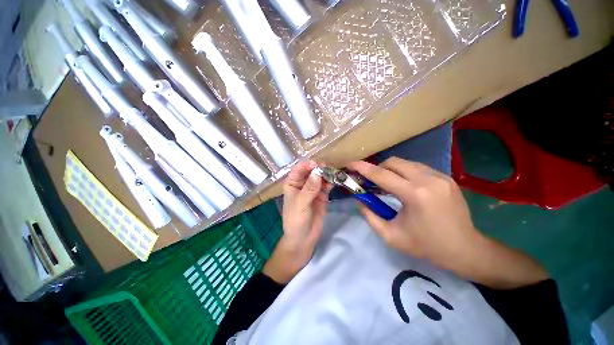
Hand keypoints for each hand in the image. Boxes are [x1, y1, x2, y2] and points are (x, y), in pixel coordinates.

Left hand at [262, 160, 331, 283]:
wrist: (304, 238)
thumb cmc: (296, 220)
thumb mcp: (300, 204)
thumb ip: (309, 189)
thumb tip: (317, 173)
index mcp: (292, 184)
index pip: (298, 170)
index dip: (306, 165)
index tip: (317, 164)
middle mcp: (302, 184)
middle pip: (310, 172)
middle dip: (318, 169)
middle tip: (328, 168)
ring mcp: (313, 190)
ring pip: (320, 178)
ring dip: (326, 175)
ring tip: (333, 174)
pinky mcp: (322, 196)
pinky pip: (326, 186)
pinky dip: (330, 183)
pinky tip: (334, 181)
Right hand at [348, 158, 478, 270]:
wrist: (465, 249)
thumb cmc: (426, 246)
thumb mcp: (391, 236)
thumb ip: (369, 216)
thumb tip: (359, 199)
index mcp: (415, 195)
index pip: (382, 175)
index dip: (363, 168)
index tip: (350, 164)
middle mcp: (428, 180)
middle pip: (393, 162)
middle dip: (377, 168)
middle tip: (371, 181)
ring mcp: (440, 176)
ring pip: (405, 162)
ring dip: (391, 170)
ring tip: (387, 184)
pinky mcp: (446, 177)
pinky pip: (417, 167)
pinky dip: (404, 173)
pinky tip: (404, 186)